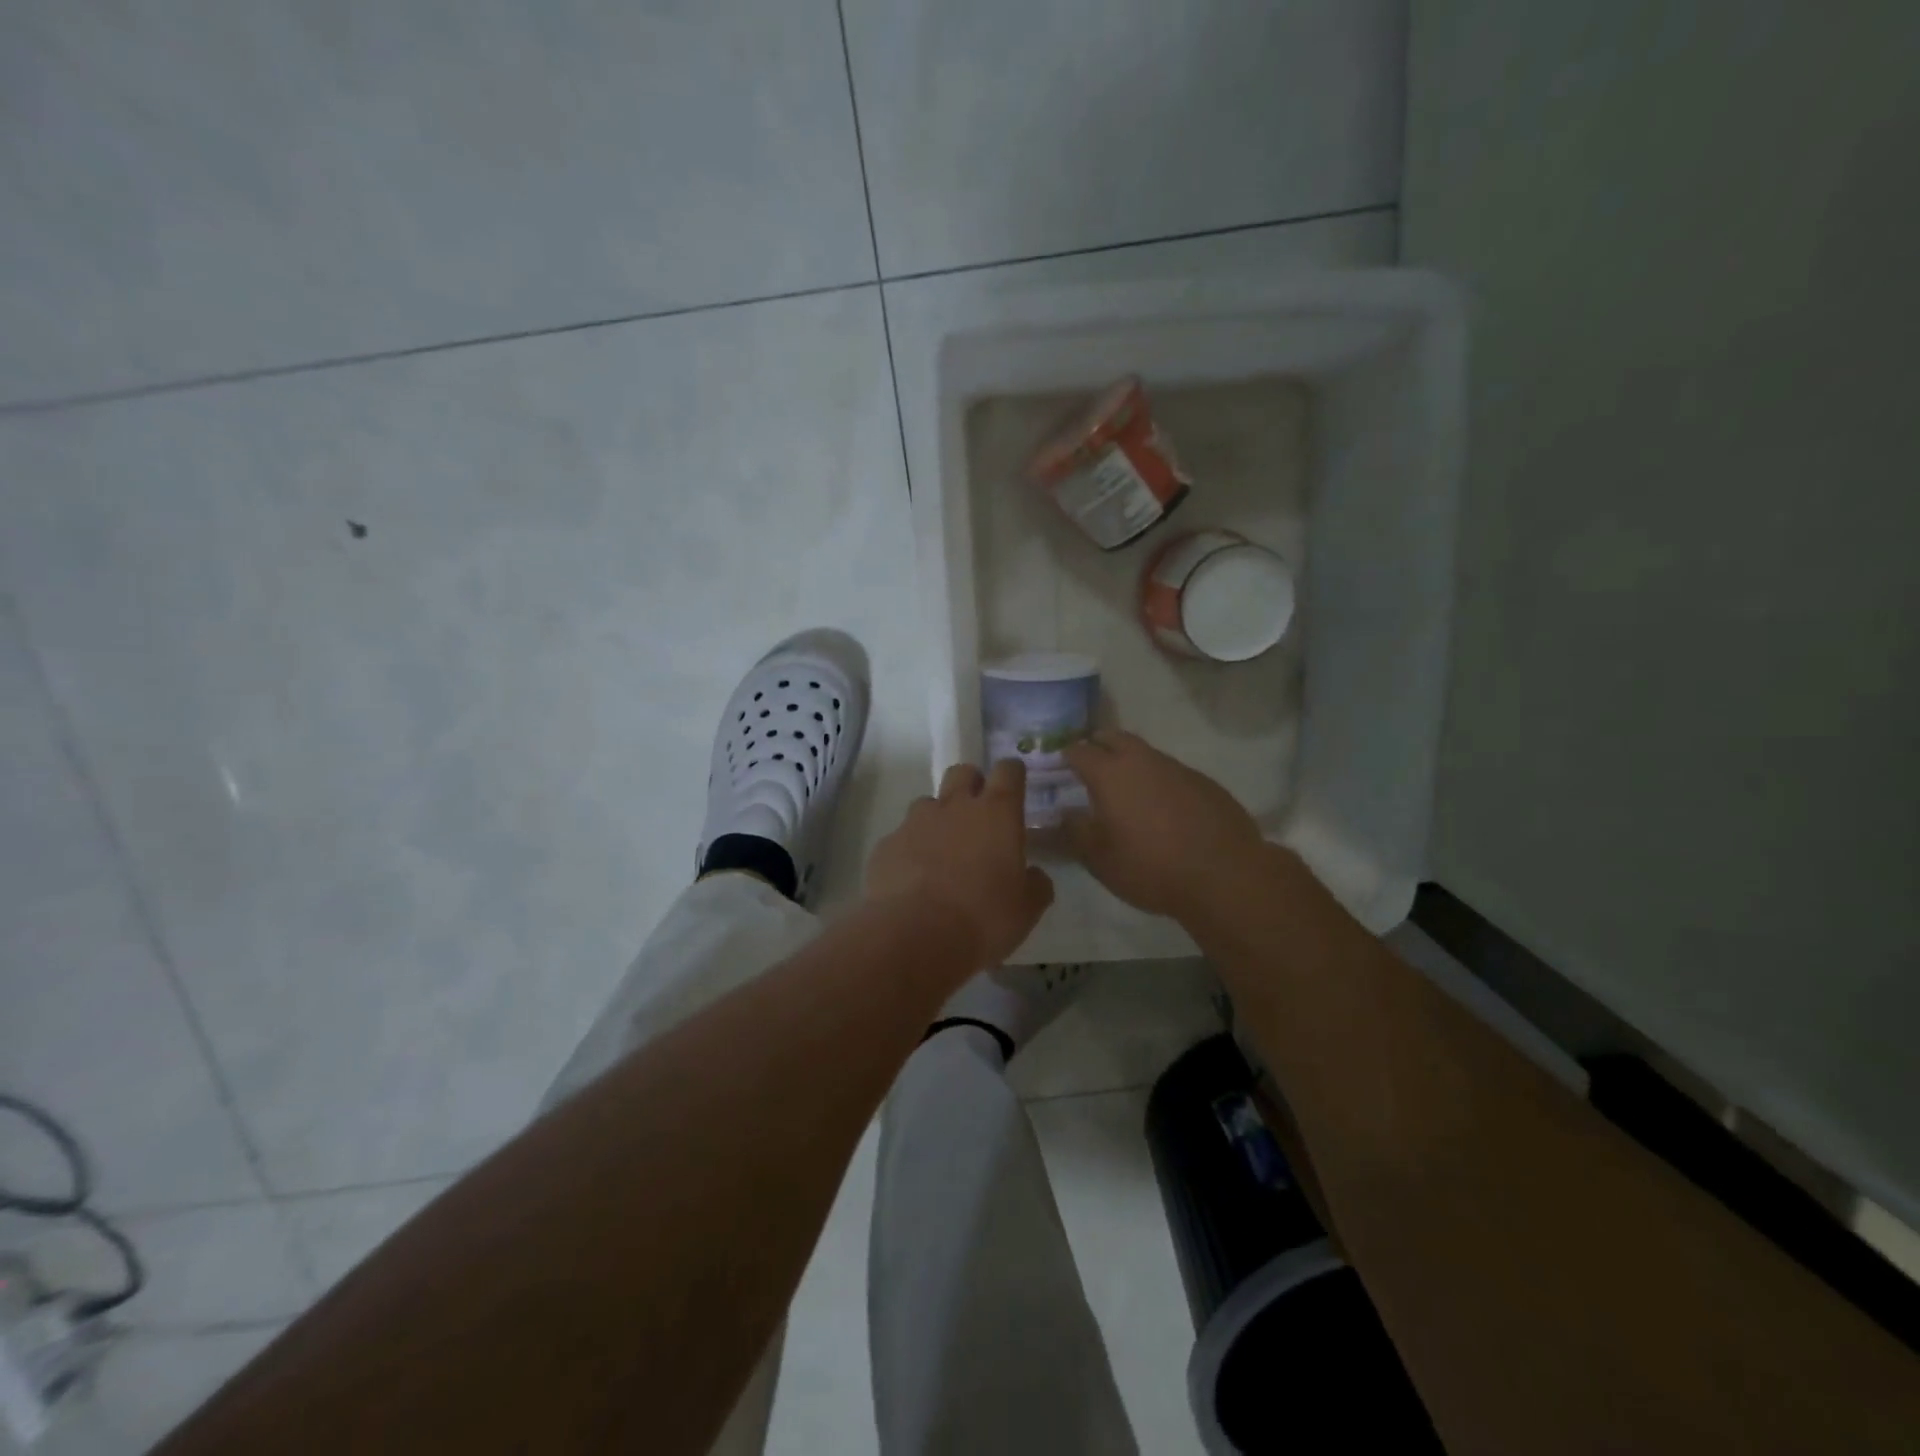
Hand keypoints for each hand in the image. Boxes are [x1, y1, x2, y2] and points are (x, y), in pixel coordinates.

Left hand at [867, 760, 1054, 967]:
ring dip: (938, 819)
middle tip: (978, 815)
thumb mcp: (1026, 909)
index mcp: (997, 813)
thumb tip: (1034, 875)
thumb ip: (1035, 884)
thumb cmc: (983, 918)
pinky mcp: (887, 844)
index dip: (1012, 774)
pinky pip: (902, 837)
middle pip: (963, 772)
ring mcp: (915, 822)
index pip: (1008, 771)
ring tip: (942, 853)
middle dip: (972, 784)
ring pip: (928, 803)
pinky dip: (910, 850)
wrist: (914, 935)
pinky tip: (913, 879)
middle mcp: (955, 806)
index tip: (1015, 786)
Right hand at [1062, 731, 1264, 919]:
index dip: (1064, 756)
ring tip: (1126, 790)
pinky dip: (1159, 782)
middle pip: (1114, 738)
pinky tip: (1163, 808)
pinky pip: (1172, 773)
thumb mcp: (1100, 859)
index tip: (1057, 768)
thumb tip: (1061, 814)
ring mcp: (1178, 768)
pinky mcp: (1205, 783)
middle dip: (1098, 746)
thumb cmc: (1151, 867)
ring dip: (1131, 764)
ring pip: (1146, 754)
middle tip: (1090, 766)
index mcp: (1110, 773)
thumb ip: (1074, 832)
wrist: (1225, 876)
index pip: (1079, 751)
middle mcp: (1143, 760)